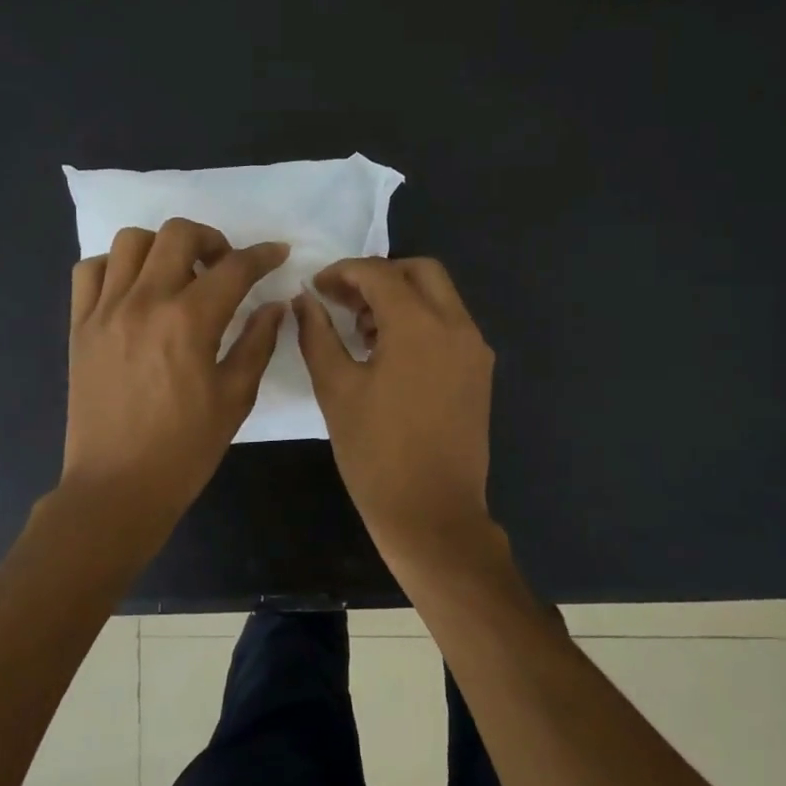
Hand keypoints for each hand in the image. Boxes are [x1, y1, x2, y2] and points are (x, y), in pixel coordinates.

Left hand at [62, 218, 288, 532]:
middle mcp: (144, 302)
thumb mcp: (235, 398)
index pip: (235, 267)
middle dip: (212, 239)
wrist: (117, 487)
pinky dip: (116, 267)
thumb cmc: (185, 449)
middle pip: (178, 234)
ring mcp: (105, 310)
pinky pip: (91, 270)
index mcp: (189, 321)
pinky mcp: (79, 326)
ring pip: (131, 241)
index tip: (278, 254)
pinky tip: (134, 291)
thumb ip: (257, 343)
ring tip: (177, 275)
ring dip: (162, 247)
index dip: (263, 255)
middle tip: (224, 267)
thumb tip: (274, 306)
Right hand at [292, 257, 497, 559]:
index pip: (379, 274)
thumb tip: (305, 300)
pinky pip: (451, 325)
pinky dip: (422, 321)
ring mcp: (475, 349)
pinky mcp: (480, 372)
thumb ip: (317, 335)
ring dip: (402, 297)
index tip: (315, 289)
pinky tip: (391, 354)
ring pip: (440, 296)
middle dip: (379, 276)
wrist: (432, 514)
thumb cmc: (375, 454)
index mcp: (419, 326)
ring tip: (363, 331)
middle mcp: (456, 326)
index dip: (342, 273)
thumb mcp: (335, 390)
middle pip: (420, 271)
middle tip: (344, 302)